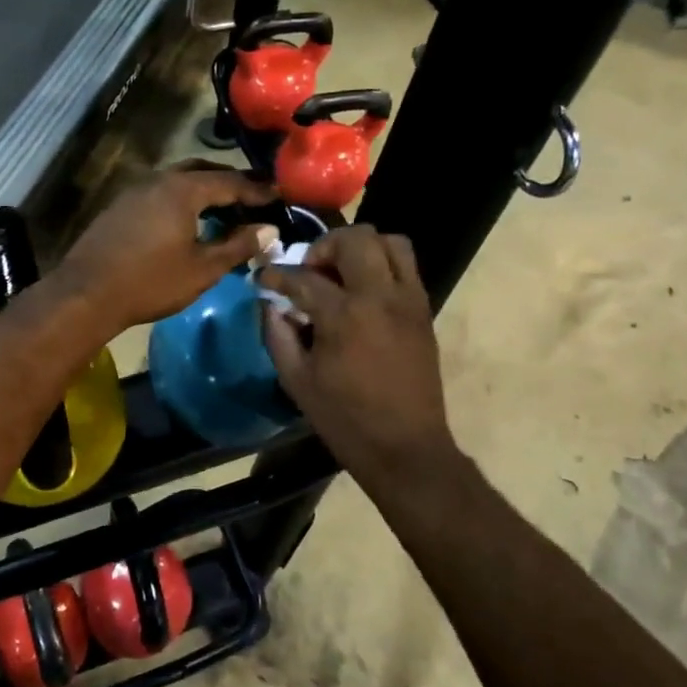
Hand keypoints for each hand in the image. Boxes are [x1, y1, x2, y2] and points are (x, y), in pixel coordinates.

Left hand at [55, 165, 278, 332]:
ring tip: (224, 209)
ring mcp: (134, 191)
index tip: (279, 194)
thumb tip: (269, 230)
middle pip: (202, 172)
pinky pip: (160, 193)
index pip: (230, 181)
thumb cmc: (151, 282)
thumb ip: (238, 245)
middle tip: (253, 196)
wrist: (86, 294)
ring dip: (204, 190)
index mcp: (183, 189)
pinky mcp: (119, 207)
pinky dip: (182, 200)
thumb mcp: (203, 269)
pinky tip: (188, 221)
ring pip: (178, 181)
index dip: (257, 189)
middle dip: (230, 182)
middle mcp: (158, 180)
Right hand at [261, 225, 455, 479]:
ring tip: (341, 274)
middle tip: (310, 271)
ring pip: (390, 242)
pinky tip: (363, 293)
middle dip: (324, 247)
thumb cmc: (345, 419)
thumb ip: (277, 335)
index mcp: (344, 316)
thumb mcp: (296, 381)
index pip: (303, 278)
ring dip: (360, 248)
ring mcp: (408, 300)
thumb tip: (269, 305)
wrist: (404, 447)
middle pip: (356, 239)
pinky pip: (406, 267)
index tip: (262, 279)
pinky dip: (382, 265)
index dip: (276, 276)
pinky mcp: (424, 311)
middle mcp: (380, 296)